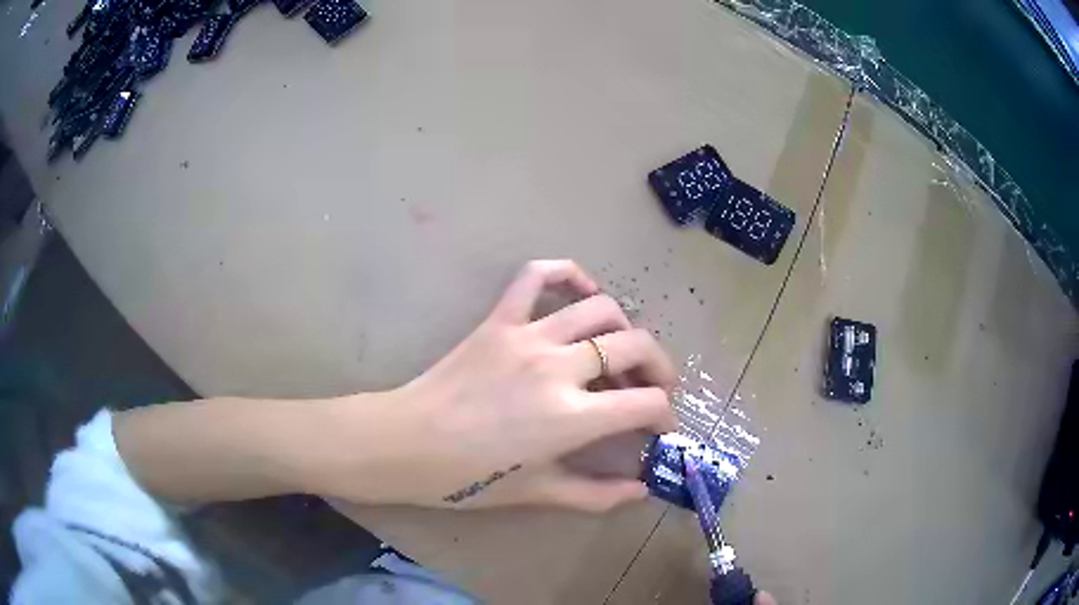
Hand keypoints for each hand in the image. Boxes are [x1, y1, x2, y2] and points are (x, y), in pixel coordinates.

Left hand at [308, 260, 677, 511]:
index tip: (661, 426)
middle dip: (660, 367)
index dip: (664, 414)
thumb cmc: (465, 478)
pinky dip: (566, 273)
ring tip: (620, 350)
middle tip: (654, 387)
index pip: (645, 403)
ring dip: (624, 327)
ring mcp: (526, 336)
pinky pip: (536, 276)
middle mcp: (557, 367)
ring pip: (600, 308)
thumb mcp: (536, 493)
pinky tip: (582, 290)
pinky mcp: (498, 320)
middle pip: (634, 346)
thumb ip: (596, 495)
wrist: (404, 444)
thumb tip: (640, 491)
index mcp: (570, 417)